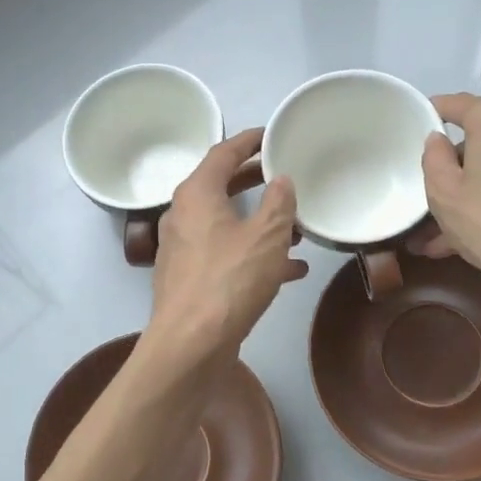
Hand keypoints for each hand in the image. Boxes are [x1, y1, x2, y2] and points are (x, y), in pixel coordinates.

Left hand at [149, 129, 306, 356]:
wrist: (191, 344)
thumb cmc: (229, 280)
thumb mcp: (266, 237)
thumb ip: (278, 203)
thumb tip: (281, 180)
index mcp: (197, 195)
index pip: (223, 153)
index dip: (248, 141)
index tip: (271, 136)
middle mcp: (184, 216)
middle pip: (222, 187)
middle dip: (256, 182)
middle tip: (285, 175)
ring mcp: (184, 249)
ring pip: (227, 224)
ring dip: (260, 223)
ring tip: (297, 227)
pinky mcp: (191, 279)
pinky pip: (227, 255)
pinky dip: (254, 255)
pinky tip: (290, 270)